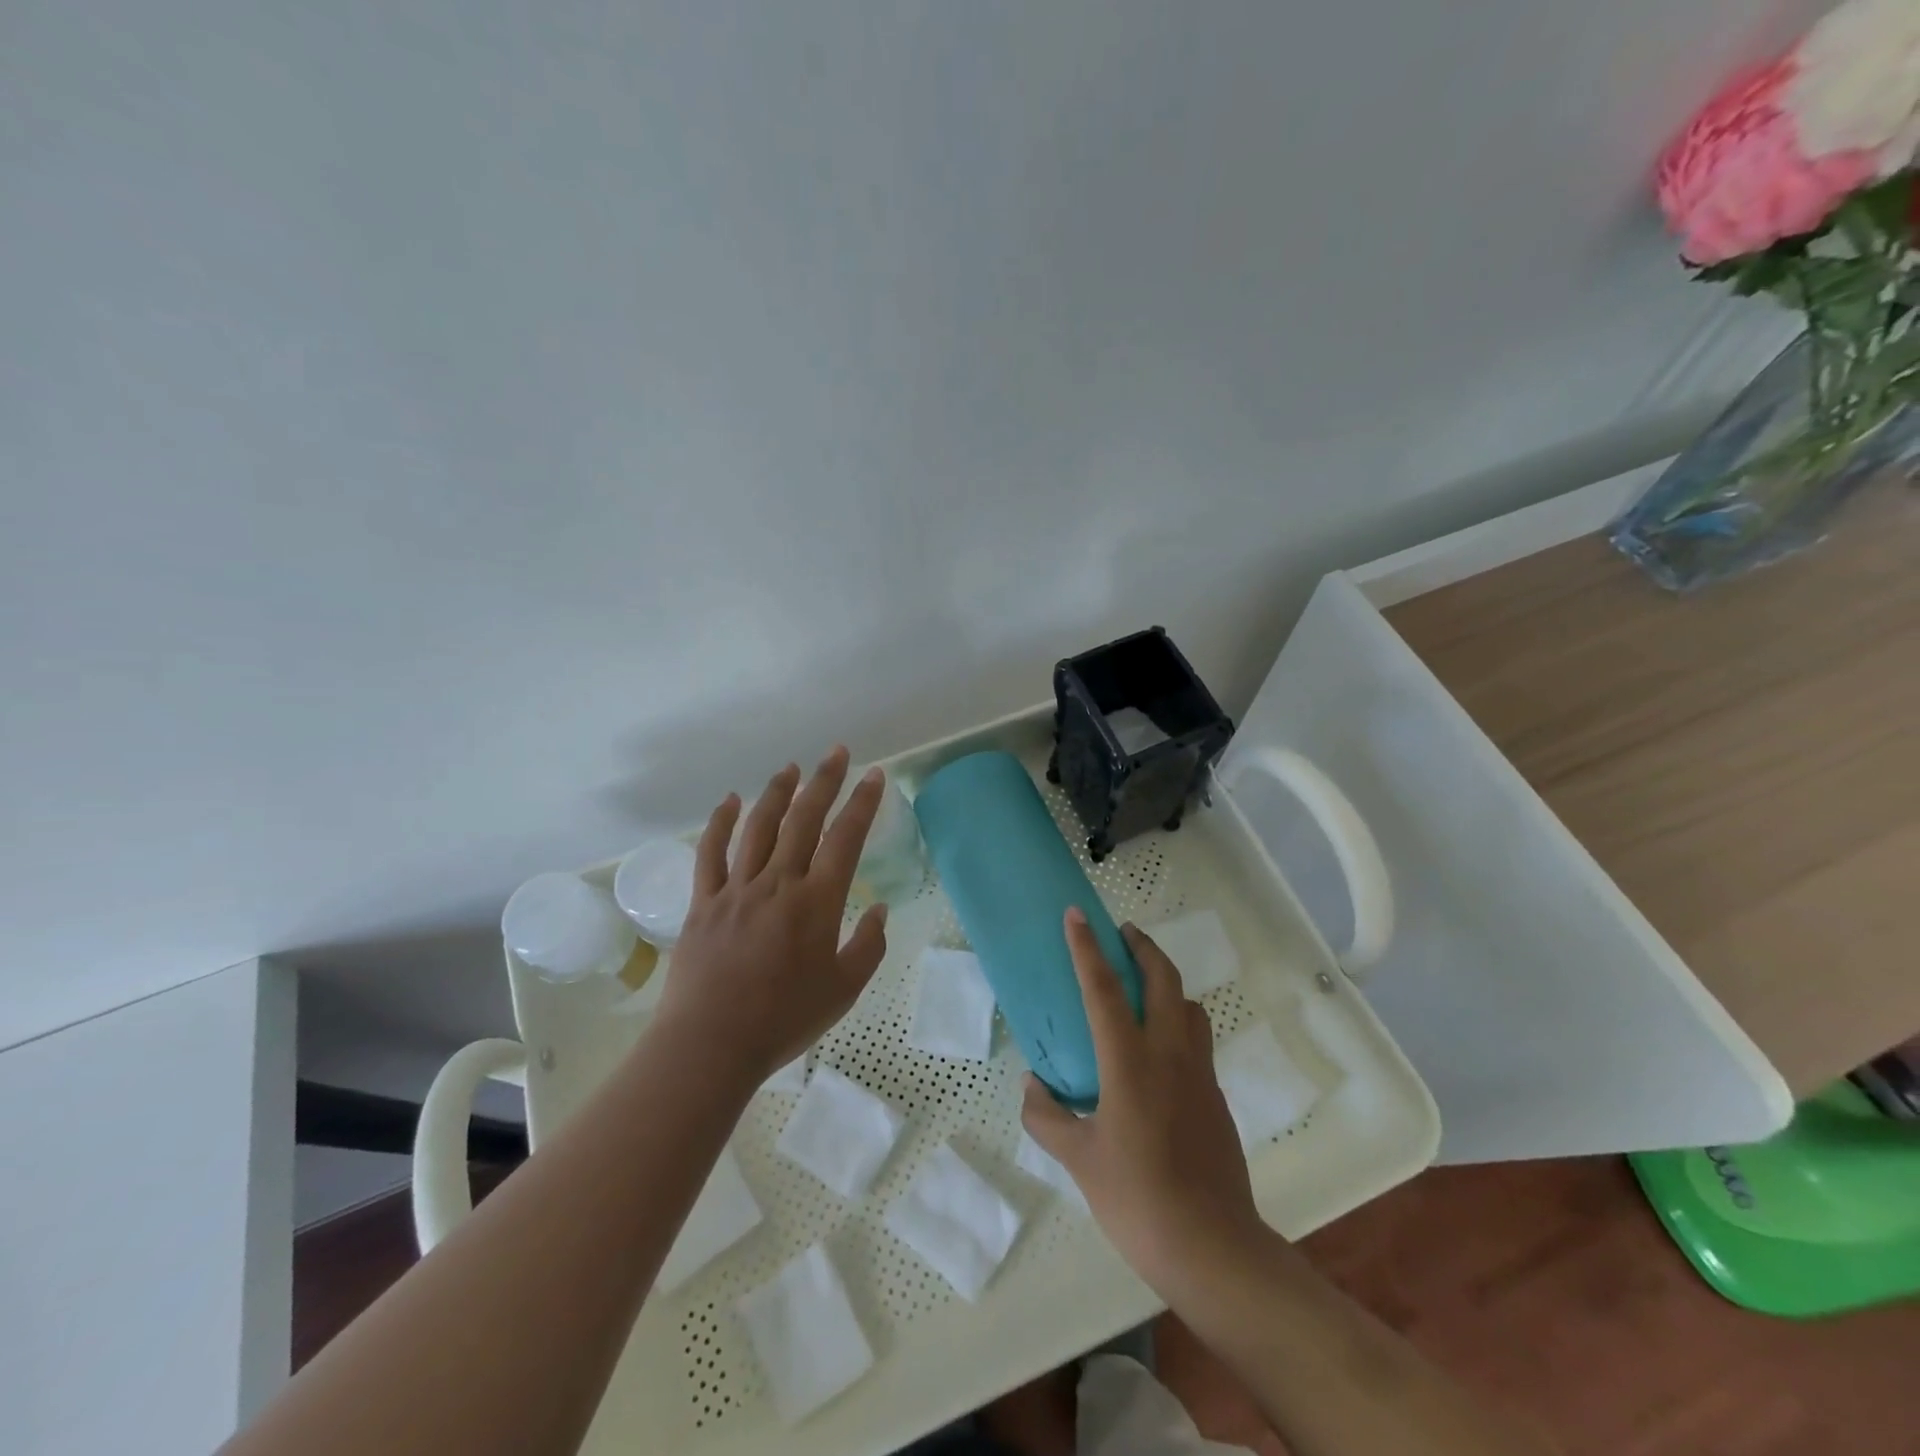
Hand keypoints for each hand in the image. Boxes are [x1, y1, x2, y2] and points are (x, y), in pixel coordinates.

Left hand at [651, 746, 888, 1085]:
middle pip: (804, 819)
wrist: (711, 1045)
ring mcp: (737, 889)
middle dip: (824, 781)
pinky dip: (720, 823)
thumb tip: (879, 909)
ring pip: (759, 827)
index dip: (863, 803)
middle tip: (836, 753)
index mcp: (817, 902)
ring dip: (777, 793)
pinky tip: (729, 801)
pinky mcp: (704, 902)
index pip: (846, 838)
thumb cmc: (784, 1020)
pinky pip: (710, 853)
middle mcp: (778, 883)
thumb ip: (868, 946)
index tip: (874, 776)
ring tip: (792, 768)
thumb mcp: (844, 990)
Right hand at [1021, 909, 1261, 1291]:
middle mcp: (1169, 1054)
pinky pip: (1197, 1039)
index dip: (1087, 948)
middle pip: (1164, 979)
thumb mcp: (1079, 1160)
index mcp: (1130, 1062)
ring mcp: (1199, 1073)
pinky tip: (1158, 1051)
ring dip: (1167, 983)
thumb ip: (1047, 1117)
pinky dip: (1178, 1021)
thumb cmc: (1137, 1199)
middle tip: (1122, 934)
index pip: (1104, 989)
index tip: (1077, 914)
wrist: (1213, 1248)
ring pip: (1188, 1006)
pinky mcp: (1215, 1096)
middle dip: (1143, 947)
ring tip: (1143, 988)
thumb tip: (1032, 1085)